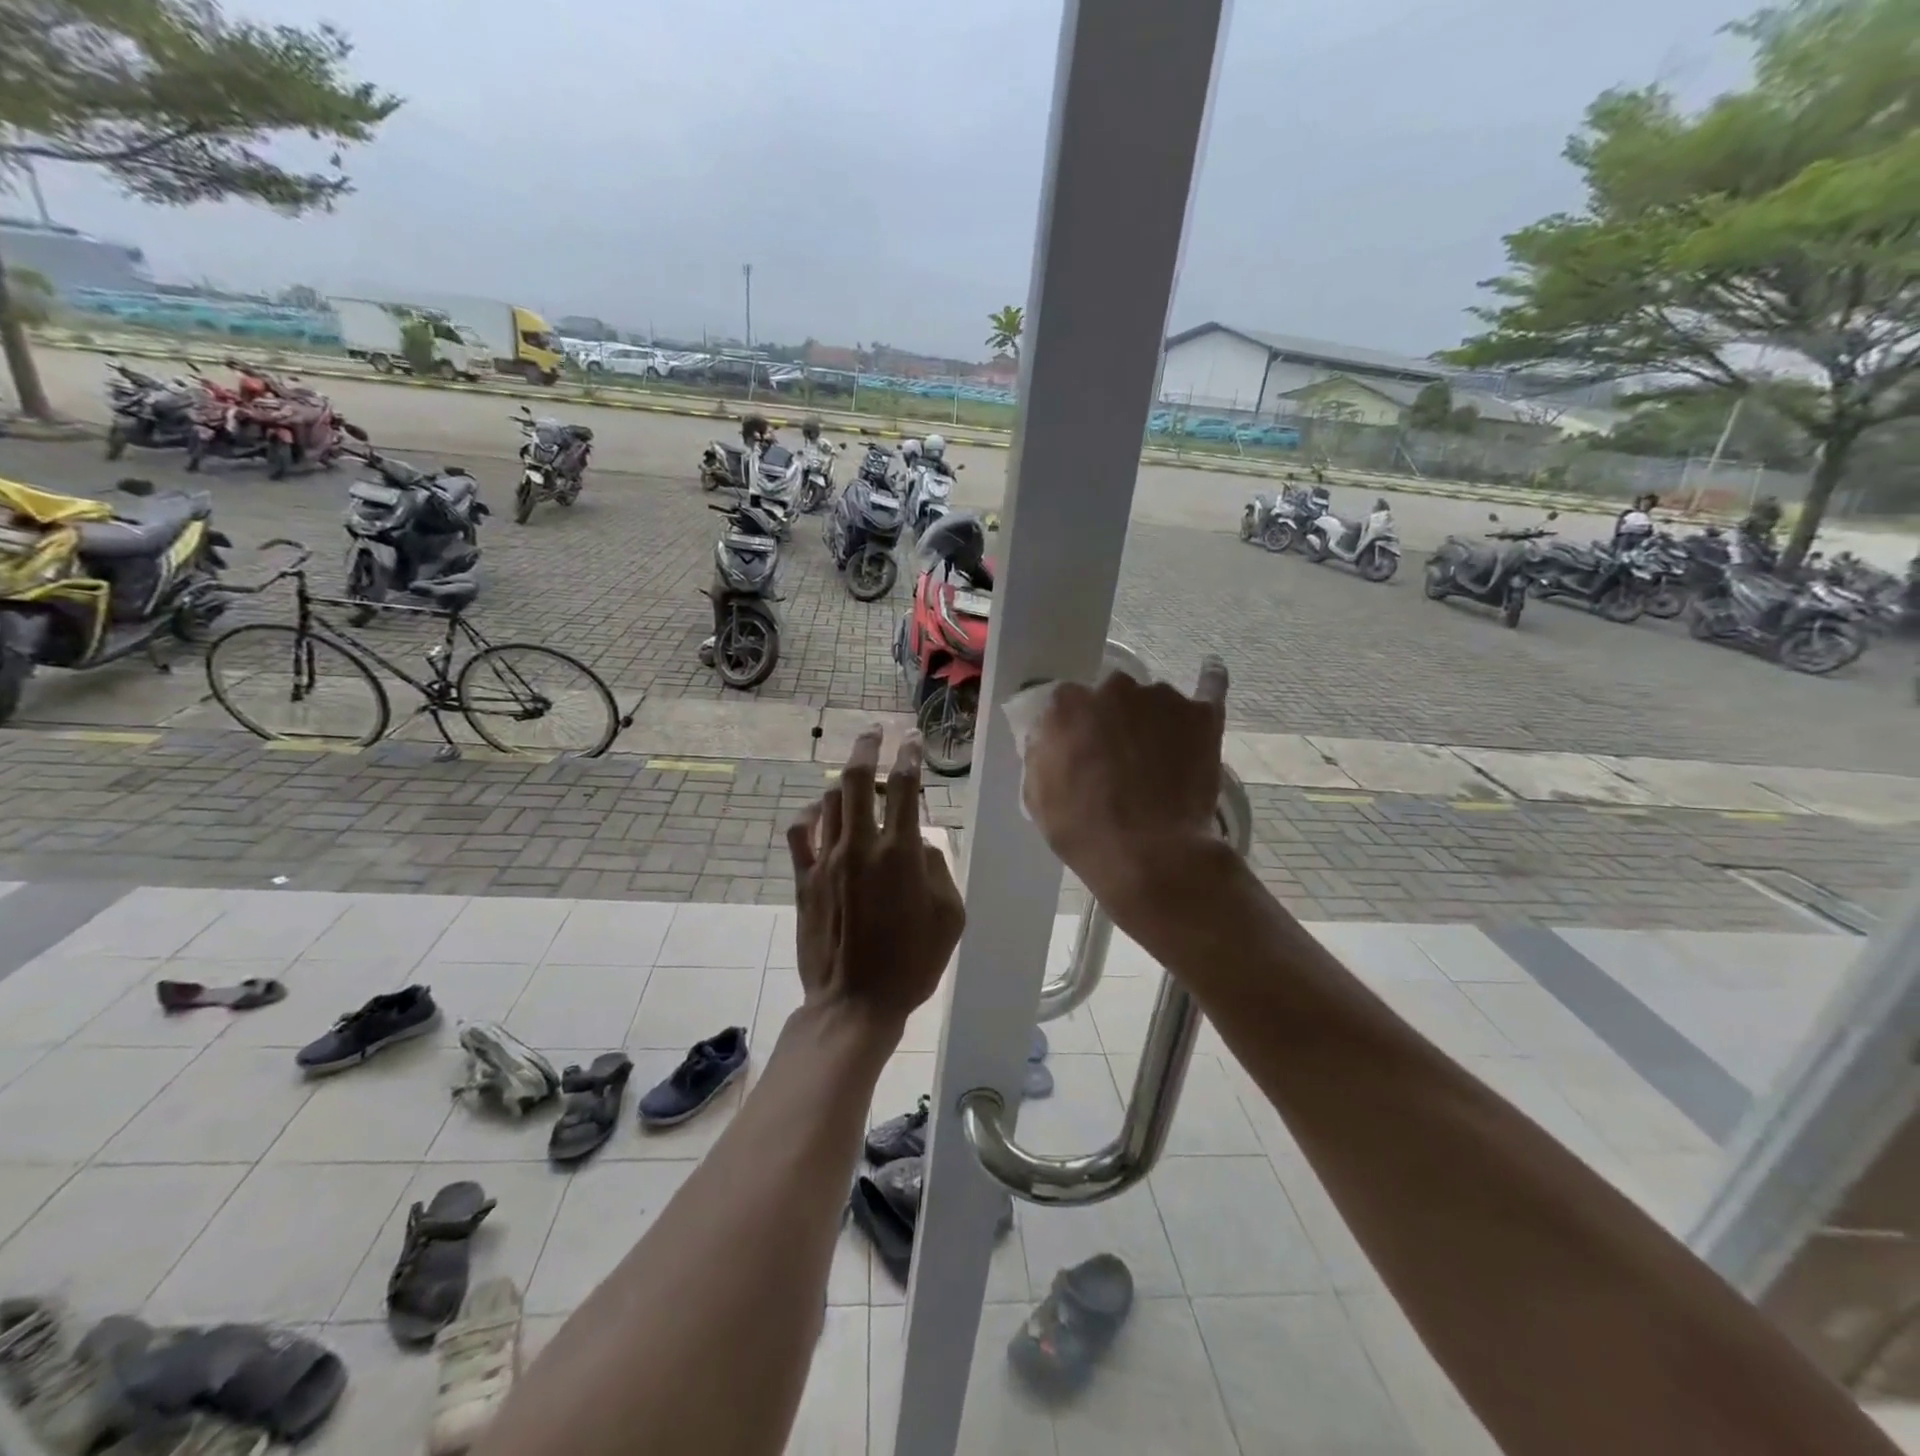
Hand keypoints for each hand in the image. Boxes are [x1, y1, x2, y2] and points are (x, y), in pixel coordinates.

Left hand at [787, 729, 964, 1030]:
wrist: (855, 1003)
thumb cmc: (912, 963)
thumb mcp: (949, 917)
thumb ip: (939, 869)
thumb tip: (921, 844)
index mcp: (902, 854)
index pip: (907, 788)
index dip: (911, 756)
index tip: (912, 739)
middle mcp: (862, 846)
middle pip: (860, 779)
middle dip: (869, 747)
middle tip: (875, 731)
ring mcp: (828, 861)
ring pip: (830, 800)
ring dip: (845, 784)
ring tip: (857, 782)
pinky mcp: (804, 879)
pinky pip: (800, 833)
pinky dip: (810, 815)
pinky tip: (819, 813)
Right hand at [1022, 657, 1229, 903]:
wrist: (1152, 856)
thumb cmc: (1085, 831)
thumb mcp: (1037, 796)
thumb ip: (1041, 752)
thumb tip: (1050, 736)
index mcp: (1066, 705)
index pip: (1066, 703)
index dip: (1074, 728)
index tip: (1079, 751)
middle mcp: (1113, 688)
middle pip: (1110, 695)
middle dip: (1112, 720)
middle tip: (1118, 759)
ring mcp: (1161, 697)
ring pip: (1152, 699)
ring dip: (1152, 719)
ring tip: (1159, 759)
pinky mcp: (1202, 712)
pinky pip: (1209, 686)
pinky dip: (1209, 680)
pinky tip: (1210, 672)